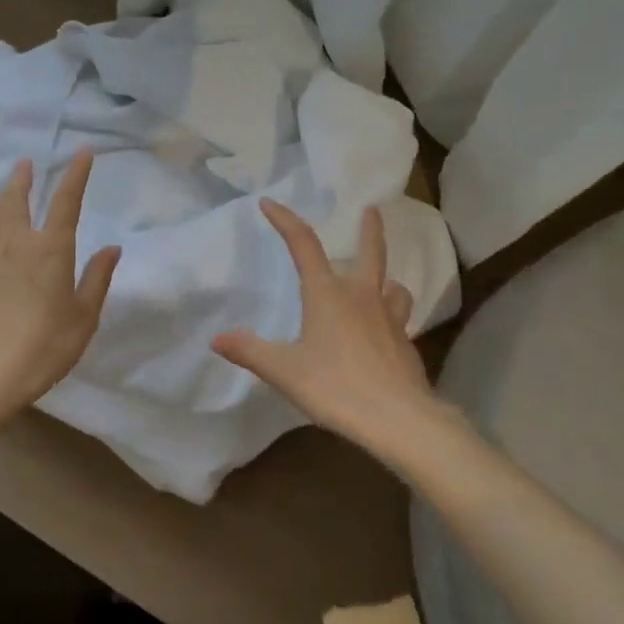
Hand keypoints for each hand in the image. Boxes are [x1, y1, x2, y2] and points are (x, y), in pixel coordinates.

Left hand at [0, 153, 120, 421]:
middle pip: (15, 200)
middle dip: (22, 179)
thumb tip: (111, 248)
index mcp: (49, 249)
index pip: (65, 201)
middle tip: (25, 164)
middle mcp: (13, 243)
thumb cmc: (46, 345)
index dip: (76, 174)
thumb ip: (97, 278)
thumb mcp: (84, 316)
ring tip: (3, 198)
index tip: (82, 152)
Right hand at [212, 199, 444, 455]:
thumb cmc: (335, 387)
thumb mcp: (284, 371)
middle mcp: (362, 297)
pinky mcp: (405, 345)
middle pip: (371, 252)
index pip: (304, 245)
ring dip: (386, 280)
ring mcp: (390, 319)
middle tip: (372, 210)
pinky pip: (399, 319)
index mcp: (328, 294)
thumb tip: (217, 338)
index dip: (286, 221)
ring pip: (394, 287)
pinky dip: (391, 317)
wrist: (398, 419)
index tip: (269, 203)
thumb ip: (250, 351)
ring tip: (382, 284)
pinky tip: (383, 335)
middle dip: (370, 229)